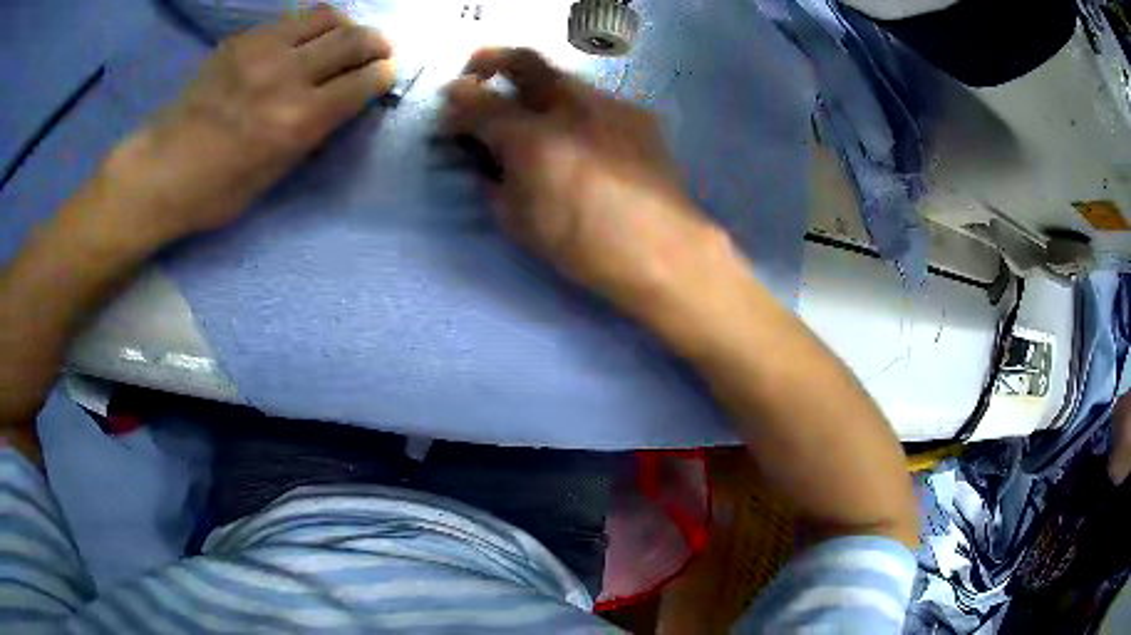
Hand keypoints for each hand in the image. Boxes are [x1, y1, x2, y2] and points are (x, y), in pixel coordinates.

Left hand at [106, 4, 395, 247]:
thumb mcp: (273, 176)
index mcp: (297, 120)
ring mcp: (262, 50)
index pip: (362, 82)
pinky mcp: (242, 39)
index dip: (385, 75)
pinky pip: (290, 19)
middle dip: (378, 43)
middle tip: (381, 50)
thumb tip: (341, 107)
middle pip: (353, 40)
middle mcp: (286, 76)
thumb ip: (312, 135)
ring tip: (345, 38)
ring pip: (326, 17)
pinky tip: (304, 41)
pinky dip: (309, 26)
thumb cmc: (215, 191)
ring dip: (346, 26)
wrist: (160, 170)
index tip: (388, 75)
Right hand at [441, 48, 729, 311]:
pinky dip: (571, 107)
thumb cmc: (584, 246)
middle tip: (475, 75)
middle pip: (522, 60)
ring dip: (533, 85)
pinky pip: (593, 98)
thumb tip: (483, 158)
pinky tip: (578, 135)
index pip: (478, 104)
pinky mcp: (636, 113)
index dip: (455, 105)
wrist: (665, 250)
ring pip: (560, 76)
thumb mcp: (519, 222)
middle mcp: (570, 106)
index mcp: (533, 138)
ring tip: (529, 112)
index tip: (448, 113)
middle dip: (488, 61)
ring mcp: (608, 103)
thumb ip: (492, 180)